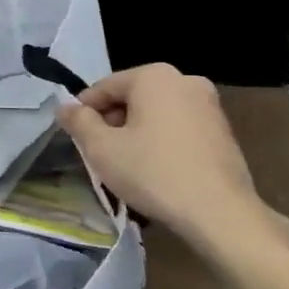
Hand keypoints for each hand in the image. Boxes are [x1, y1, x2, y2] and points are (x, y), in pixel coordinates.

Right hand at [58, 65, 288, 266]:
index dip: (84, 112)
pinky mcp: (223, 130)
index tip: (76, 138)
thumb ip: (78, 122)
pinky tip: (156, 170)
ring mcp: (209, 104)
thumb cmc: (153, 172)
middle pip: (132, 97)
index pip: (104, 87)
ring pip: (156, 113)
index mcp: (154, 76)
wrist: (219, 212)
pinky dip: (162, 141)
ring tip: (127, 165)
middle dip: (113, 122)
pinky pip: (179, 127)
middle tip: (100, 154)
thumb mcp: (102, 149)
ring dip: (137, 133)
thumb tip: (65, 107)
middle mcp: (184, 80)